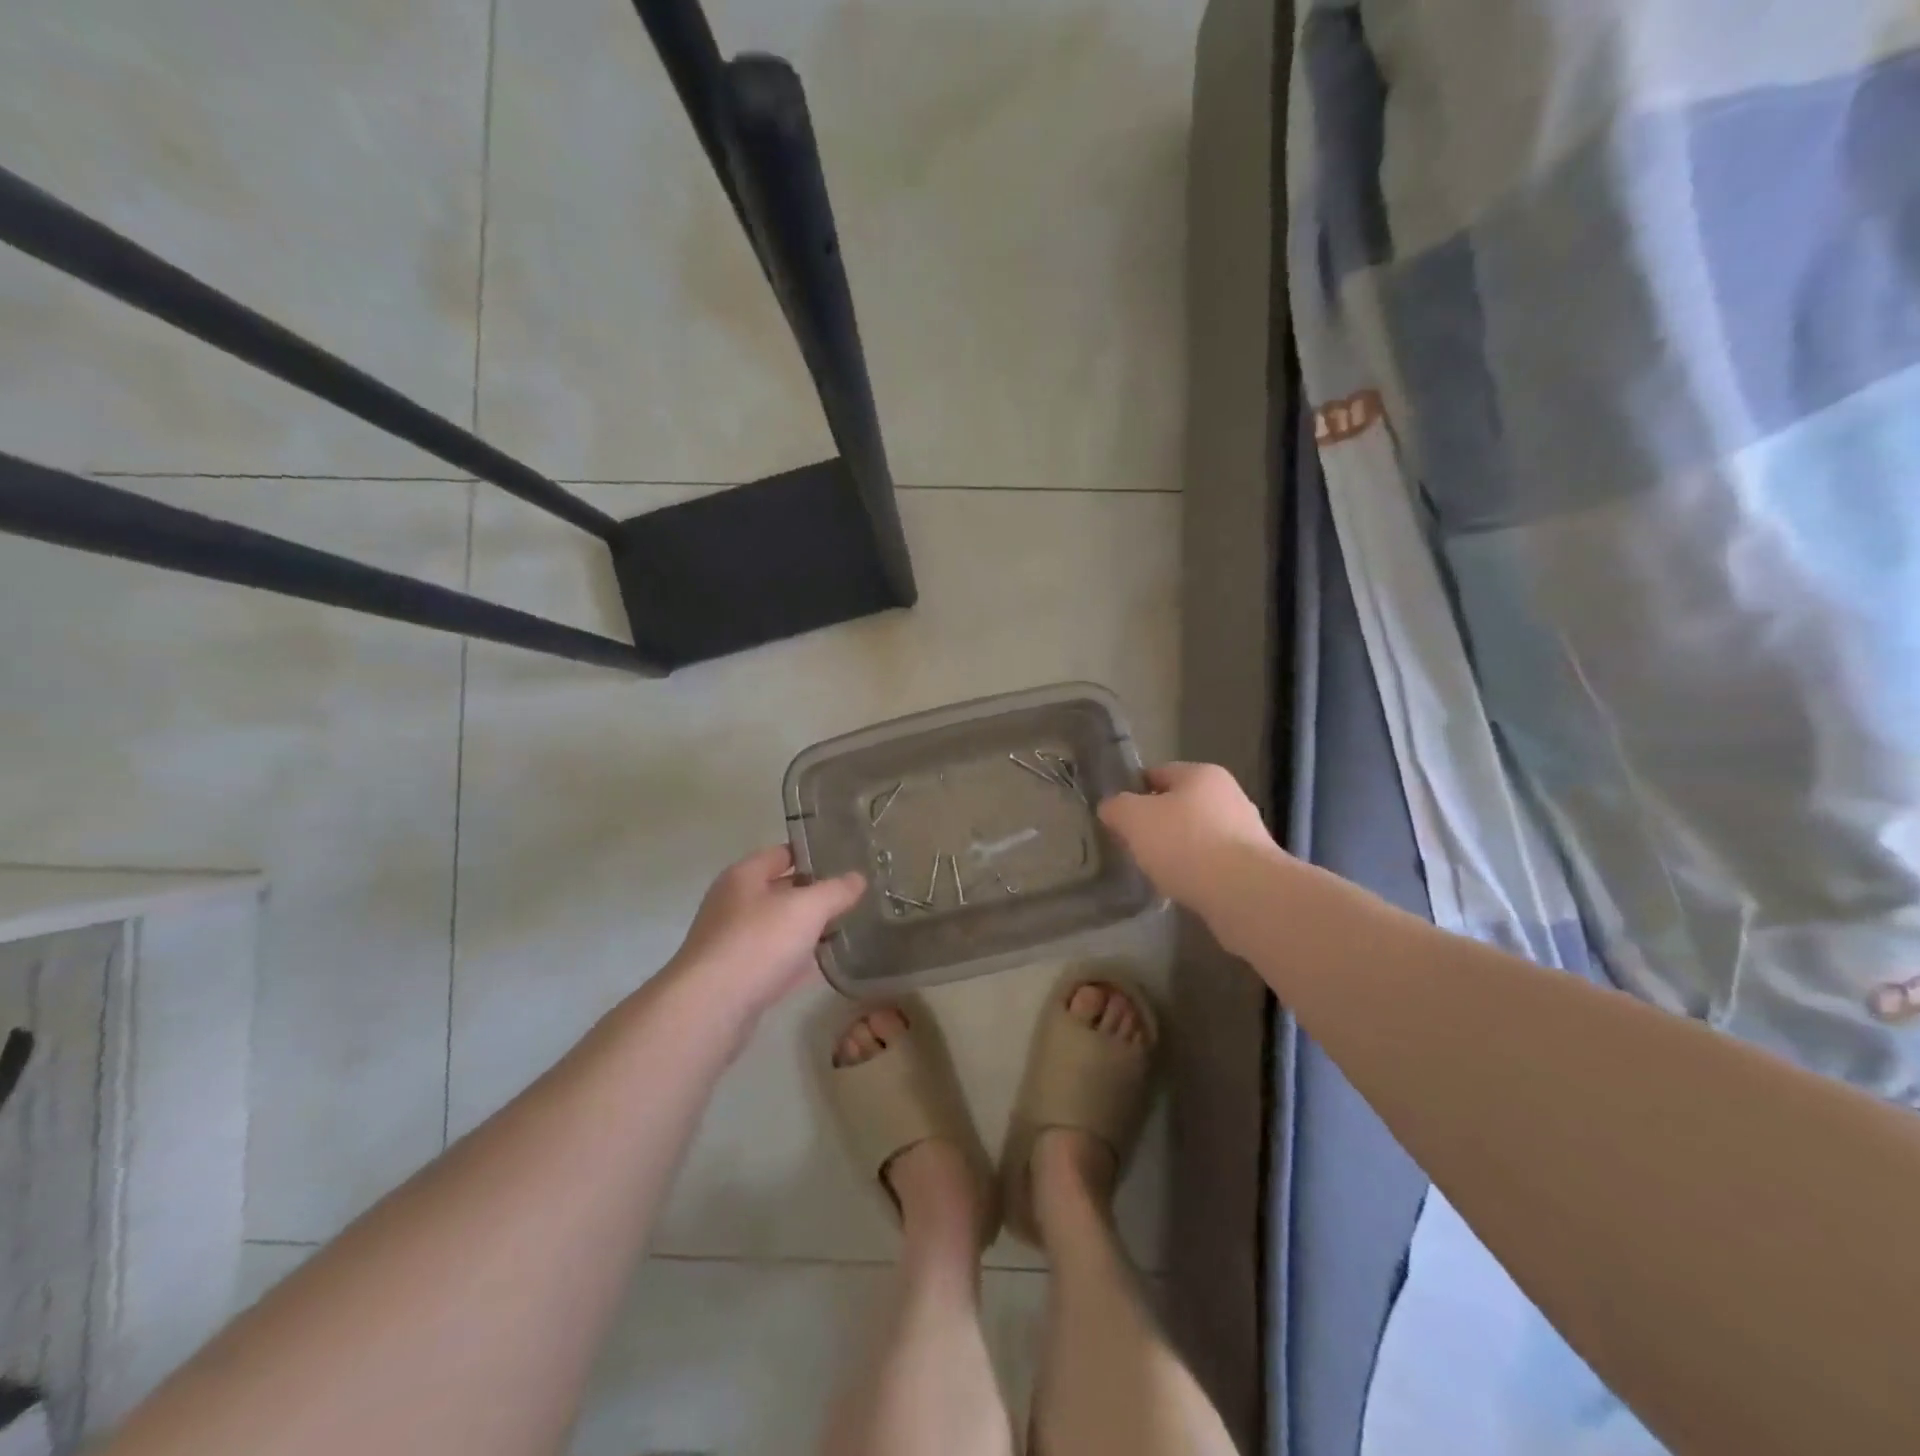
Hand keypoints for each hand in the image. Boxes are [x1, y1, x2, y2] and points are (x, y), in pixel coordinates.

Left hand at [667, 847, 864, 1017]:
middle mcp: (733, 903)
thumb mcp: (807, 908)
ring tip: (847, 927)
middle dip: (814, 893)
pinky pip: (774, 960)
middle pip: (780, 890)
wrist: (711, 1008)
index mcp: (744, 876)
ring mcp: (732, 942)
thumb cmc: (758, 943)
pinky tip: (824, 965)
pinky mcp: (737, 977)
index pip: (782, 853)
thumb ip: (835, 890)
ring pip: (778, 927)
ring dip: (806, 928)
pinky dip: (797, 960)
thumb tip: (858, 878)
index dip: (813, 854)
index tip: (846, 860)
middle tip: (854, 896)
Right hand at [1099, 762, 1278, 910]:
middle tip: (1134, 846)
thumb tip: (1111, 807)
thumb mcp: (1134, 818)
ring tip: (1157, 872)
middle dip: (1156, 824)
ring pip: (1197, 835)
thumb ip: (1116, 807)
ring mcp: (1246, 832)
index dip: (1133, 792)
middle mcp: (1229, 796)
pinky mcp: (1253, 866)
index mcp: (1202, 774)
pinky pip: (1213, 863)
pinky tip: (1183, 888)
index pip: (1158, 773)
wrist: (1245, 893)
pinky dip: (1196, 872)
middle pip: (1179, 805)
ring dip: (1177, 850)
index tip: (1118, 818)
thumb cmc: (1185, 843)